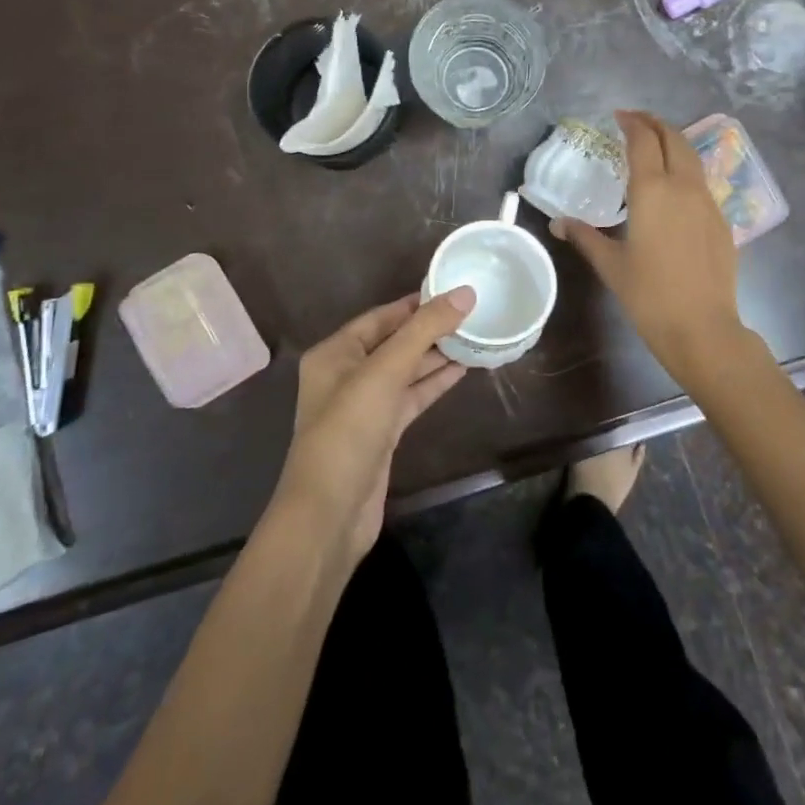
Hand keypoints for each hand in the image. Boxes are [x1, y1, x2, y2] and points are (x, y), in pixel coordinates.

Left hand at [270, 289, 473, 562]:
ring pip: (405, 370)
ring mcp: (364, 406)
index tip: (453, 290)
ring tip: (474, 337)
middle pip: (394, 342)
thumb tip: (464, 293)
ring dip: (436, 356)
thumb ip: (425, 330)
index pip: (381, 316)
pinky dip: (433, 383)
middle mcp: (346, 374)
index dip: (416, 303)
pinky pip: (411, 397)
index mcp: (335, 353)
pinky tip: (462, 370)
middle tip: (472, 313)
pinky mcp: (381, 432)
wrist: (330, 514)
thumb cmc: (349, 430)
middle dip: (430, 329)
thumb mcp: (386, 371)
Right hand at [553, 110, 756, 388]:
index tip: (619, 116)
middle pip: (674, 138)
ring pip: (692, 157)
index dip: (631, 123)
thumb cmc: (649, 295)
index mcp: (652, 190)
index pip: (643, 140)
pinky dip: (686, 169)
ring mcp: (707, 202)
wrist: (702, 327)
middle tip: (636, 121)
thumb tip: (558, 223)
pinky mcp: (721, 220)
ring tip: (655, 146)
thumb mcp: (611, 264)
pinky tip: (675, 187)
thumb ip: (585, 237)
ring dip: (673, 142)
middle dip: (655, 123)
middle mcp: (683, 186)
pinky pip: (701, 181)